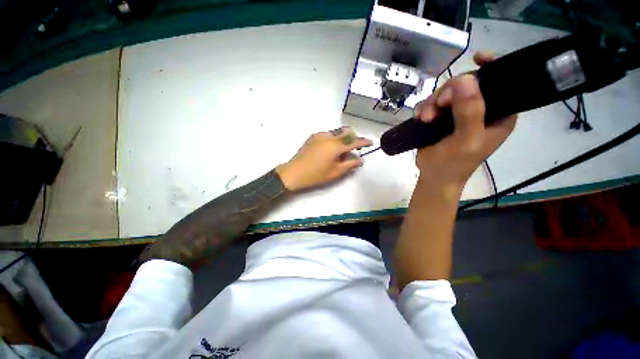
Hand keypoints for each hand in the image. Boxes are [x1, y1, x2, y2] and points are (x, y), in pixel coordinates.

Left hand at [276, 126, 372, 190]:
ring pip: (336, 132)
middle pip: (346, 131)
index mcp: (335, 146)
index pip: (354, 141)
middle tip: (353, 150)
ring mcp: (319, 135)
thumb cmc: (315, 175)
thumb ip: (350, 165)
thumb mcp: (335, 172)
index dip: (364, 142)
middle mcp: (328, 136)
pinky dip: (333, 139)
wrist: (293, 173)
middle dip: (353, 138)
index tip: (370, 143)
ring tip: (340, 152)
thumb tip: (360, 160)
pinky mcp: (312, 137)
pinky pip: (327, 135)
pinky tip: (329, 150)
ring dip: (343, 139)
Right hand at [413, 52, 516, 187]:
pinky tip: (420, 118)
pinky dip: (423, 108)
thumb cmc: (455, 163)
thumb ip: (470, 112)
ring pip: (445, 93)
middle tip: (438, 106)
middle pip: (466, 85)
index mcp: (498, 113)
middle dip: (449, 92)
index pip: (502, 83)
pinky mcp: (441, 118)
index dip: (492, 67)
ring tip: (425, 118)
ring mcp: (458, 113)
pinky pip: (431, 103)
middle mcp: (480, 109)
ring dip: (432, 103)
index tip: (477, 59)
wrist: (434, 176)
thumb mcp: (466, 140)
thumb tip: (465, 79)